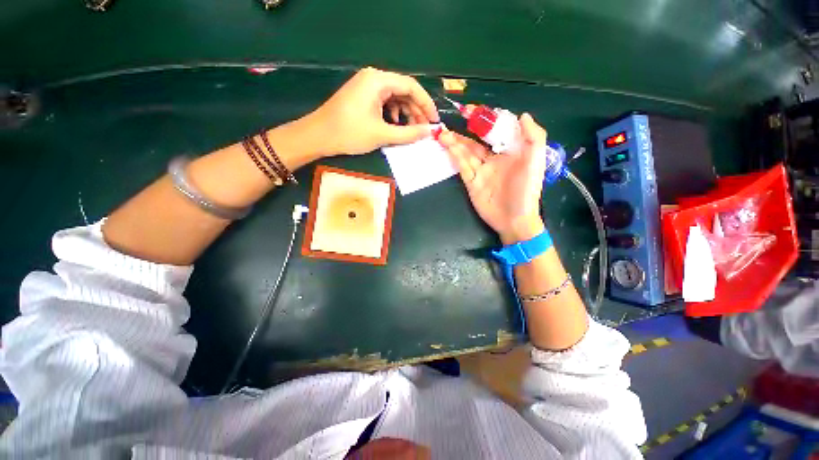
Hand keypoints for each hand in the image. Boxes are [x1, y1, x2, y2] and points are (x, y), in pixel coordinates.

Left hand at [297, 67, 438, 156]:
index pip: (411, 86)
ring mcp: (367, 86)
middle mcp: (374, 78)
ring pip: (395, 97)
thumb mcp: (382, 134)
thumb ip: (408, 133)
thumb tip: (429, 132)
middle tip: (425, 129)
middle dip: (416, 110)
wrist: (318, 136)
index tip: (435, 121)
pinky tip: (395, 125)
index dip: (426, 104)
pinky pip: (385, 102)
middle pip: (404, 91)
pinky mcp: (362, 96)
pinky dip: (393, 114)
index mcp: (378, 80)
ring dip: (406, 113)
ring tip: (412, 130)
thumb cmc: (349, 133)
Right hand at [439, 113, 547, 243]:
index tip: (474, 110)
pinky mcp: (471, 182)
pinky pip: (462, 166)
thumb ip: (533, 137)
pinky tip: (448, 146)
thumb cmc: (526, 190)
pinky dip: (455, 156)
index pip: (496, 131)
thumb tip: (523, 115)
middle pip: (477, 141)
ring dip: (456, 142)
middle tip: (455, 118)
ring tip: (443, 133)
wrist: (514, 219)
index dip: (486, 119)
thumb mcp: (535, 162)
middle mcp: (494, 159)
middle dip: (467, 129)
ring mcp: (481, 171)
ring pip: (466, 153)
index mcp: (511, 152)